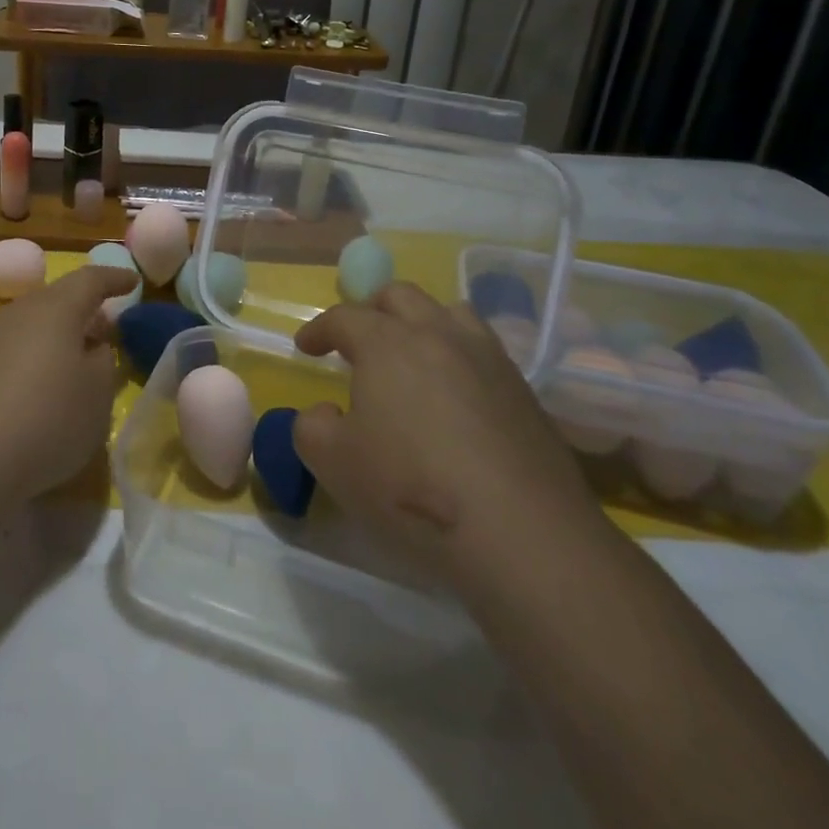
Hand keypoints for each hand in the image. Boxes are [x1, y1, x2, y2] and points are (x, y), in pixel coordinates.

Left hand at [0, 266, 138, 506]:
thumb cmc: (46, 419)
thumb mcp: (97, 393)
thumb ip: (104, 360)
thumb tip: (92, 346)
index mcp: (55, 308)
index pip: (90, 279)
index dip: (114, 279)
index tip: (133, 282)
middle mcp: (19, 311)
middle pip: (58, 298)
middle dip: (85, 309)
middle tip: (108, 331)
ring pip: (33, 323)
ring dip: (58, 335)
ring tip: (76, 363)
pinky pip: (13, 348)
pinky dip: (34, 356)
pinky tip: (40, 388)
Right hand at [292, 283, 604, 596]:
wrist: (521, 532)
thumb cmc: (411, 488)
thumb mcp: (333, 462)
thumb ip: (312, 427)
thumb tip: (327, 412)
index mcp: (387, 343)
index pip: (344, 317)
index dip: (319, 329)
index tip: (305, 347)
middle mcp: (438, 335)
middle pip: (401, 296)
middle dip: (372, 311)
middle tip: (358, 341)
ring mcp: (488, 359)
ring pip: (450, 313)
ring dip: (423, 323)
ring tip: (412, 355)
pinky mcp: (524, 392)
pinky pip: (484, 352)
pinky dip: (459, 358)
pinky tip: (456, 396)